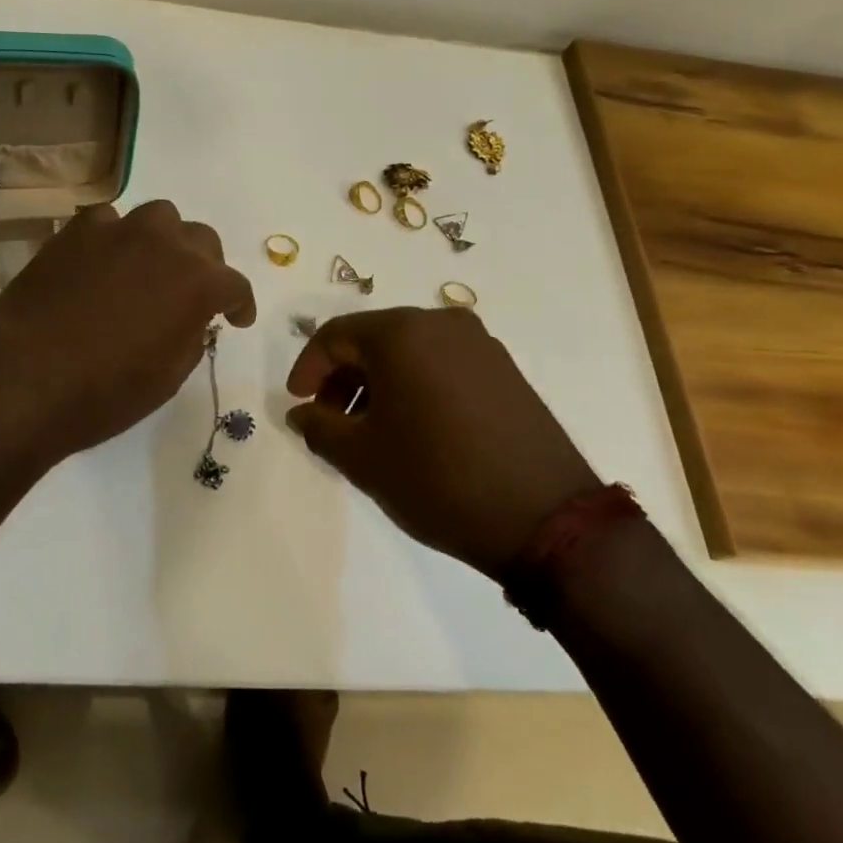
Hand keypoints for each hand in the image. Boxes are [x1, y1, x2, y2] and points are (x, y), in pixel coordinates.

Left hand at [0, 200, 255, 467]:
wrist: (22, 379)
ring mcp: (118, 230)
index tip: (237, 319)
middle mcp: (165, 243)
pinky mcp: (75, 231)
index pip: (234, 285)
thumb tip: (190, 318)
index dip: (240, 304)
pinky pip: (108, 222)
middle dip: (204, 266)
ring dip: (163, 242)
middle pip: (201, 240)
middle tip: (192, 294)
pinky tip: (103, 263)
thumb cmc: (104, 392)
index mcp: (197, 282)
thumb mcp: (168, 377)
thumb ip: (191, 336)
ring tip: (149, 268)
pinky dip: (115, 239)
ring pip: (158, 218)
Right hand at [285, 307, 599, 577]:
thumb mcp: (361, 457)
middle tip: (331, 419)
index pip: (335, 335)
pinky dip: (416, 385)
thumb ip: (318, 426)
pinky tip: (414, 428)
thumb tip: (300, 412)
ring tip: (371, 430)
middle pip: (373, 339)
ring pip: (409, 351)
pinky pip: (443, 364)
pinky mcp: (505, 370)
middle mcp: (441, 323)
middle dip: (344, 377)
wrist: (545, 519)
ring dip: (379, 383)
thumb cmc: (437, 478)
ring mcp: (480, 344)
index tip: (297, 404)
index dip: (308, 369)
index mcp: (401, 332)